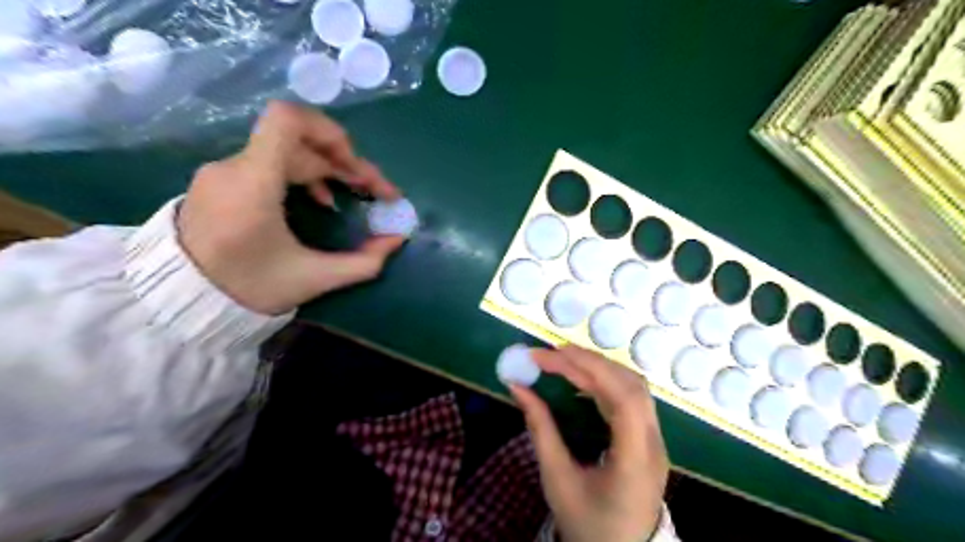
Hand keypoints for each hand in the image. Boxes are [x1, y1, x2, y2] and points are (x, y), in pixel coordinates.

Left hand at [175, 100, 402, 314]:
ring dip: (327, 168)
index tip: (356, 165)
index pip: (287, 121)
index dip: (330, 132)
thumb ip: (363, 262)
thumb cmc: (248, 290)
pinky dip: (303, 173)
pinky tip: (318, 198)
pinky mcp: (221, 180)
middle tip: (373, 191)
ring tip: (351, 194)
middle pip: (300, 142)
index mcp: (253, 184)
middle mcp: (234, 167)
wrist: (180, 301)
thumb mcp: (313, 279)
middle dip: (344, 163)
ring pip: (287, 152)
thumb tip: (397, 240)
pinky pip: (270, 162)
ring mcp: (224, 171)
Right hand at [508, 347, 669, 540]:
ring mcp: (656, 440)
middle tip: (551, 354)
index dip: (588, 369)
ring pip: (634, 386)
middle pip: (631, 385)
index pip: (623, 399)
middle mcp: (653, 444)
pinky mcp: (649, 438)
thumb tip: (518, 388)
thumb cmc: (589, 524)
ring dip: (598, 368)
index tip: (551, 356)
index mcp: (635, 461)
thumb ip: (540, 430)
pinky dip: (604, 381)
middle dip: (589, 362)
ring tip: (563, 362)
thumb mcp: (557, 480)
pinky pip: (630, 397)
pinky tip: (580, 382)